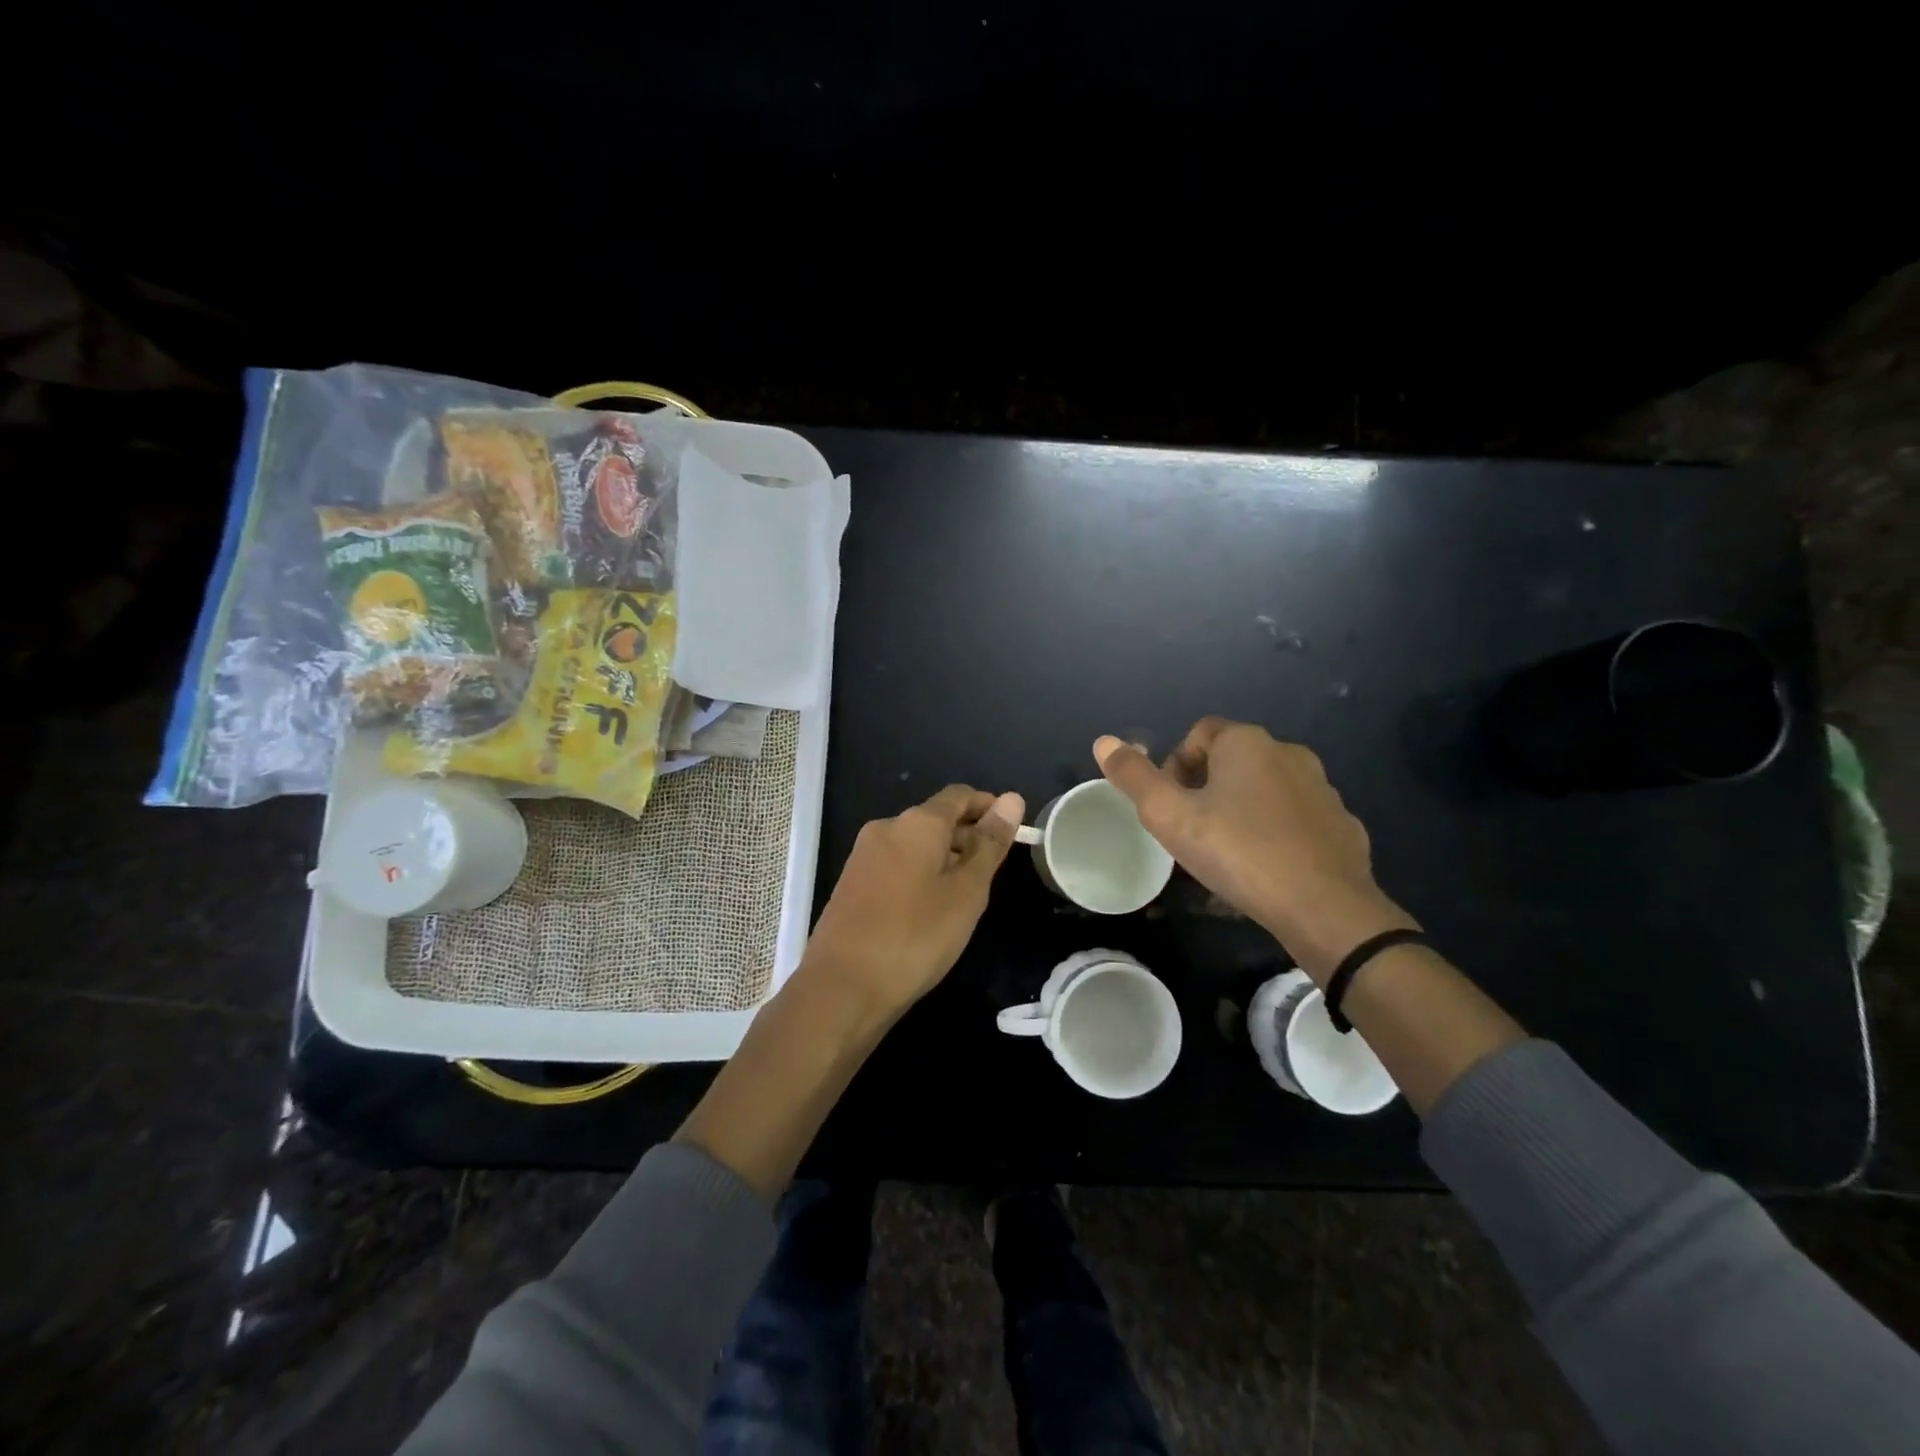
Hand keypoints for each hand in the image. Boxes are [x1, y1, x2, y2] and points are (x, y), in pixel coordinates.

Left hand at [803, 784, 1026, 1013]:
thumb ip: (989, 844)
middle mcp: (886, 828)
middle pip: (935, 818)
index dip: (989, 807)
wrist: (842, 987)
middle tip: (995, 870)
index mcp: (916, 823)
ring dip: (945, 858)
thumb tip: (1012, 799)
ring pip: (915, 844)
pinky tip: (932, 908)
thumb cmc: (915, 936)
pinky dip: (921, 874)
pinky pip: (896, 864)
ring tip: (968, 893)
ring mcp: (864, 856)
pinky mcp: (852, 883)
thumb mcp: (966, 892)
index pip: (959, 795)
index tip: (1014, 830)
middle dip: (967, 836)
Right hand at [1094, 720, 1415, 979]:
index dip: (1175, 763)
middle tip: (1191, 830)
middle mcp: (1288, 753)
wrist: (1323, 907)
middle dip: (1206, 787)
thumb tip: (1103, 741)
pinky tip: (1266, 867)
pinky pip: (1296, 818)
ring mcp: (1322, 789)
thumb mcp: (1169, 816)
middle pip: (1233, 759)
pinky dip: (1276, 832)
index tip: (1171, 804)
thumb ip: (1134, 777)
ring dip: (1242, 808)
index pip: (1200, 733)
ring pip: (1266, 788)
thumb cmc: (1237, 851)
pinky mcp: (1342, 824)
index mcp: (1247, 743)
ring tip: (1226, 852)